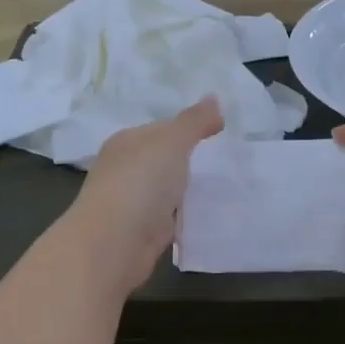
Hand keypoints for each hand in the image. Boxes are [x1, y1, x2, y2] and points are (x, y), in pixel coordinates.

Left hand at [66, 97, 223, 291]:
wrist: (113, 245)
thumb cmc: (140, 183)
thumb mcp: (172, 142)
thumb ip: (194, 121)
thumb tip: (214, 98)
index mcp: (127, 142)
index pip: (163, 128)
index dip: (191, 127)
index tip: (222, 131)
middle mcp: (126, 169)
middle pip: (165, 158)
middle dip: (193, 159)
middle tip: (231, 159)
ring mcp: (133, 202)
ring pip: (169, 188)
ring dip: (190, 188)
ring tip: (228, 185)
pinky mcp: (143, 231)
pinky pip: (171, 216)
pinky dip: (187, 215)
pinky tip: (210, 215)